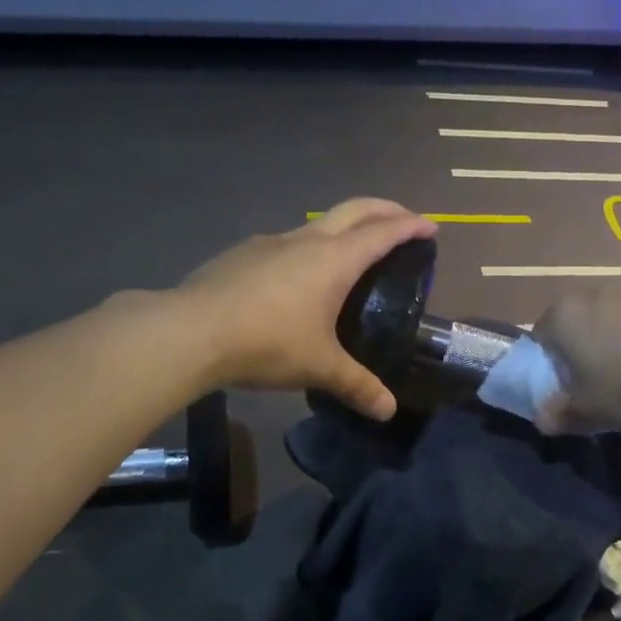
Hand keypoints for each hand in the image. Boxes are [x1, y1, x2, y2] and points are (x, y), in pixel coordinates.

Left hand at [177, 199, 436, 419]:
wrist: (190, 331)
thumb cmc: (266, 342)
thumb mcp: (319, 367)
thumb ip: (356, 386)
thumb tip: (387, 411)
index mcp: (333, 259)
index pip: (383, 232)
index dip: (410, 226)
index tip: (430, 226)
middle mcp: (305, 240)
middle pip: (354, 210)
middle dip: (384, 209)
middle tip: (404, 219)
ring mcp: (270, 242)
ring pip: (317, 223)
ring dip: (343, 228)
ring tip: (351, 254)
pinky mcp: (242, 253)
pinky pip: (286, 243)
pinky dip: (308, 248)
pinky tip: (297, 279)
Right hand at [531, 286, 620, 435]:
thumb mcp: (588, 411)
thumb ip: (560, 414)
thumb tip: (542, 421)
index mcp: (566, 315)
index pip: (541, 334)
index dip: (548, 360)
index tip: (563, 384)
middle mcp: (597, 293)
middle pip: (580, 319)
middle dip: (584, 344)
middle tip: (596, 378)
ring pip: (616, 315)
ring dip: (619, 336)